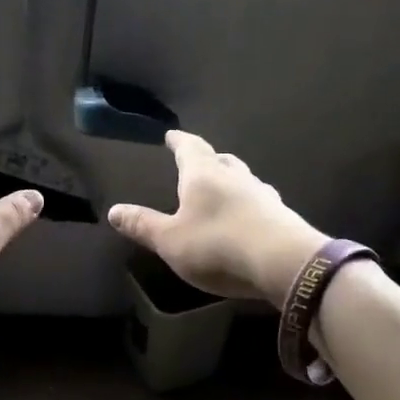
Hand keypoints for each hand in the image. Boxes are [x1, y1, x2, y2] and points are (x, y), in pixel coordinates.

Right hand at [107, 130, 326, 306]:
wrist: (285, 264)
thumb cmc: (218, 245)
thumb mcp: (170, 240)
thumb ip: (143, 225)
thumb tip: (113, 210)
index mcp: (204, 175)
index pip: (189, 148)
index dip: (179, 141)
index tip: (172, 135)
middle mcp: (235, 177)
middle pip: (221, 160)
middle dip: (208, 159)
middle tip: (198, 160)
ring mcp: (263, 195)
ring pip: (244, 179)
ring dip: (232, 180)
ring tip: (223, 187)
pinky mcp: (282, 217)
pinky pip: (260, 202)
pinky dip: (248, 204)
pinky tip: (247, 216)